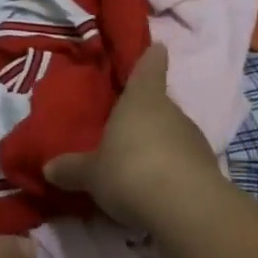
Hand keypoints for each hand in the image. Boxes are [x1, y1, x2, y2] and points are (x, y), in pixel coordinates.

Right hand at [43, 42, 221, 228]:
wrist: (186, 209)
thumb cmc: (129, 172)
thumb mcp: (90, 174)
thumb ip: (71, 169)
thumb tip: (48, 168)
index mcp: (141, 100)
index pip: (149, 68)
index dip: (151, 58)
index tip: (157, 47)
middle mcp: (171, 112)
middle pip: (159, 106)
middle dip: (145, 115)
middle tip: (125, 128)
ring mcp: (194, 141)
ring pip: (172, 135)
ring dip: (158, 145)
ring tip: (137, 165)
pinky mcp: (208, 170)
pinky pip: (183, 163)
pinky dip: (171, 171)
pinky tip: (155, 189)